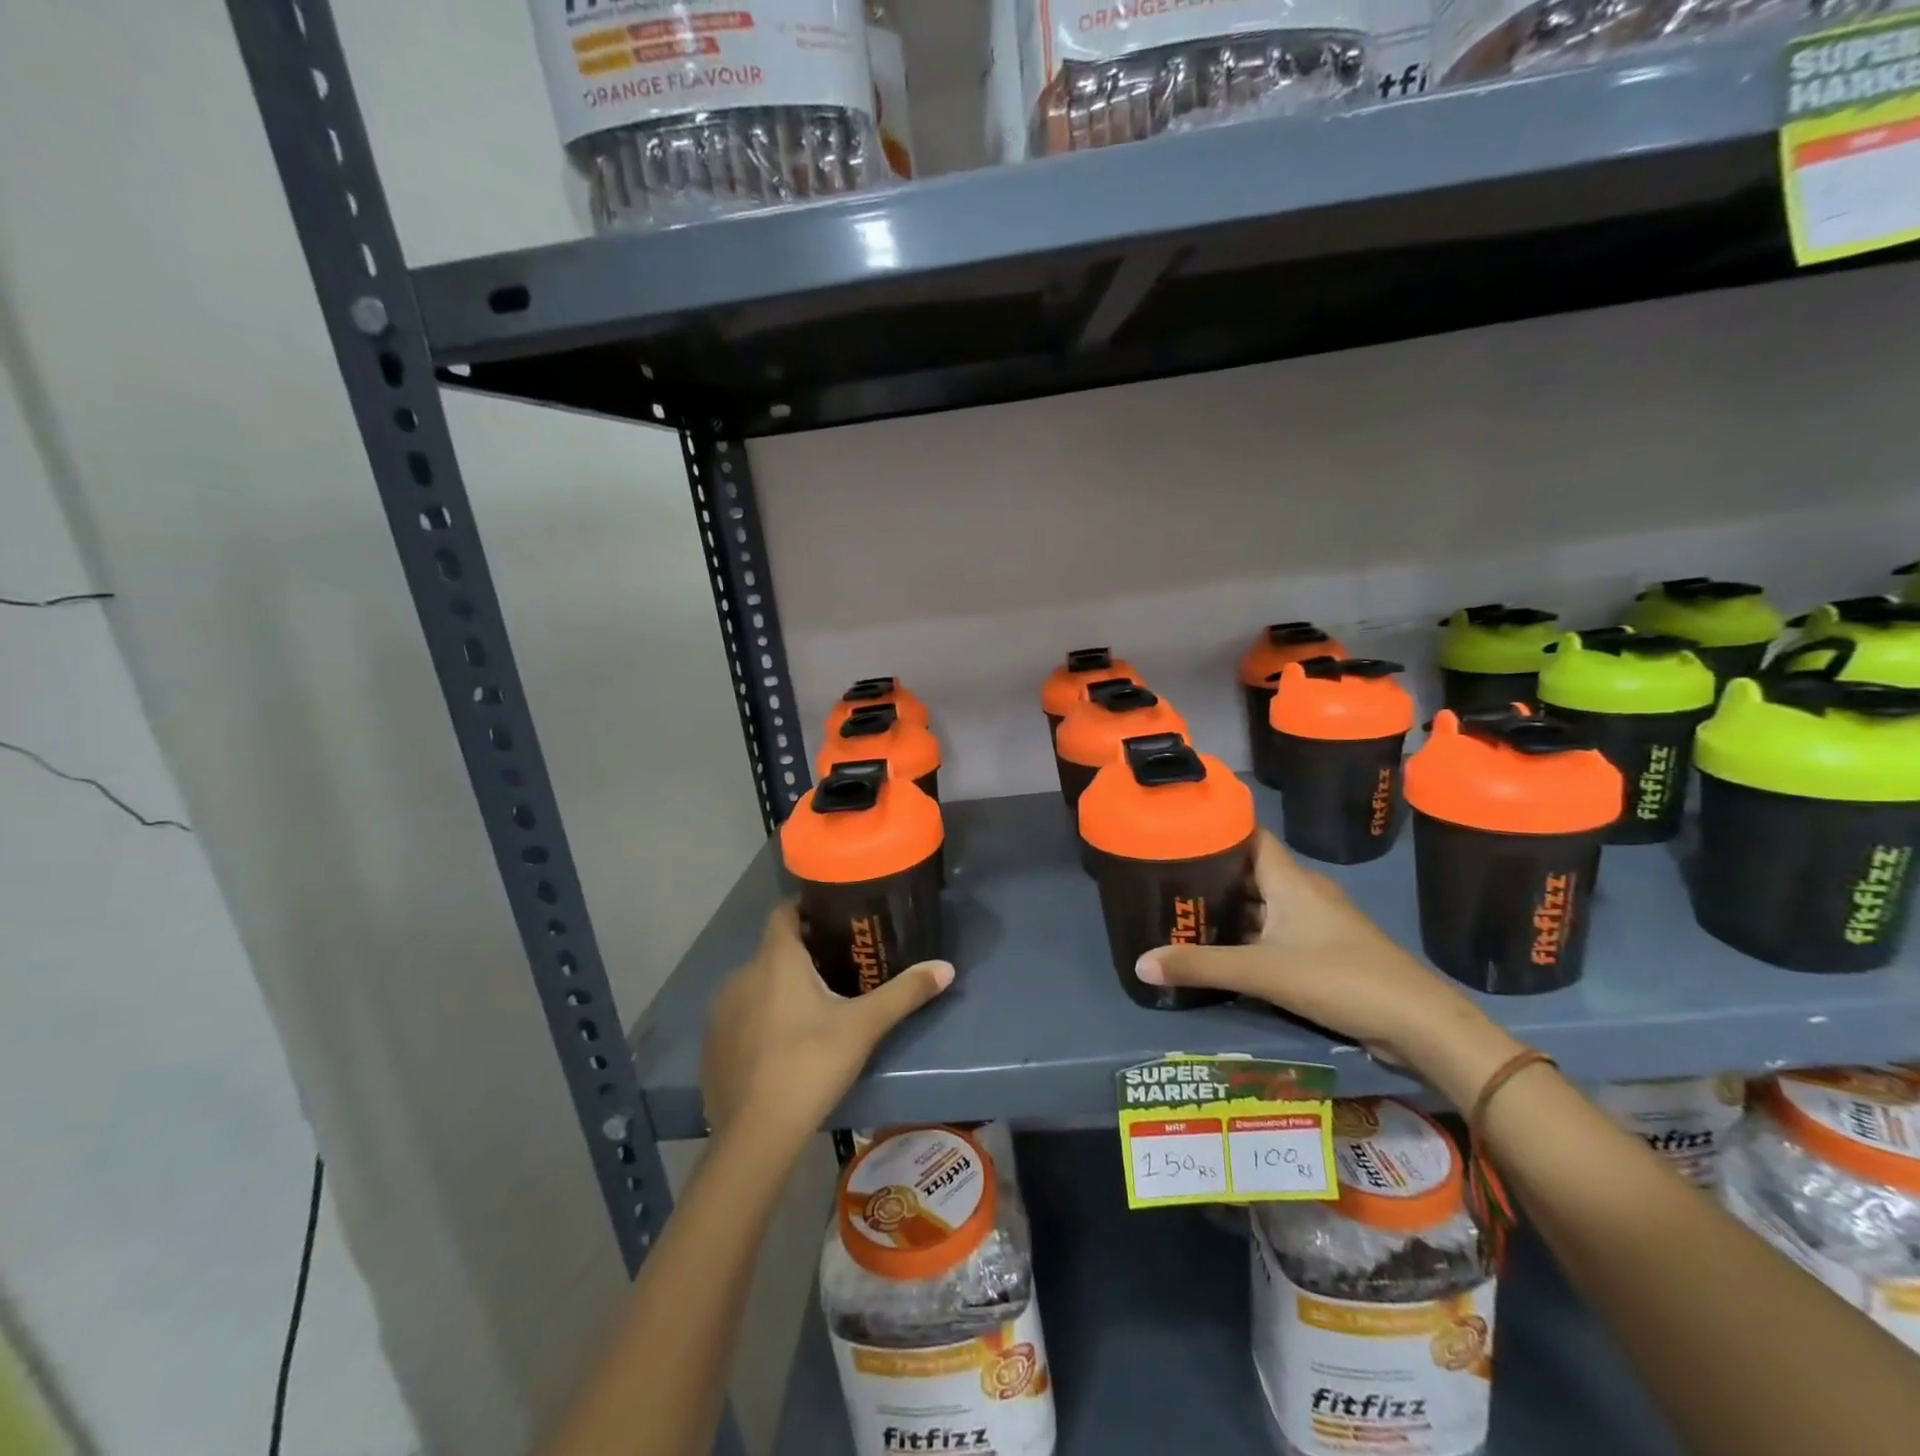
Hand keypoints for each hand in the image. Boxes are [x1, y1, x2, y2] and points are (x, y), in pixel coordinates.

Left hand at [700, 903, 952, 1149]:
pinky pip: (739, 1016)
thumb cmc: (811, 1064)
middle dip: (802, 954)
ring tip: (812, 1007)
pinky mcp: (711, 1045)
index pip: (784, 912)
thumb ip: (904, 992)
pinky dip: (759, 1018)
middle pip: (773, 950)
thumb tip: (947, 967)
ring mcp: (721, 1011)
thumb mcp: (864, 1027)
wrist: (756, 1135)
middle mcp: (742, 975)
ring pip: (755, 984)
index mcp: (776, 960)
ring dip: (778, 987)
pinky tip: (781, 1044)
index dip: (806, 908)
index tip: (833, 915)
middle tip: (838, 966)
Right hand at [1134, 830, 1522, 1108]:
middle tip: (1163, 878)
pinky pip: (1274, 933)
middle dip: (1210, 873)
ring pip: (1261, 905)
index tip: (1176, 828)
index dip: (1216, 827)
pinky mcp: (1323, 952)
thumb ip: (1201, 966)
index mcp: (1290, 880)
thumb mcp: (1263, 972)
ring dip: (1227, 909)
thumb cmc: (1340, 978)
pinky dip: (1246, 936)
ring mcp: (1315, 923)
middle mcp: (1302, 893)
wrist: (1420, 1025)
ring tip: (1181, 912)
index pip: (1249, 835)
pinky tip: (1219, 950)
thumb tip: (1139, 963)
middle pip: (1249, 871)